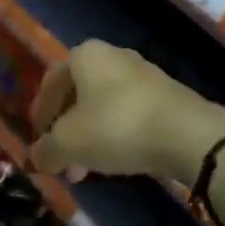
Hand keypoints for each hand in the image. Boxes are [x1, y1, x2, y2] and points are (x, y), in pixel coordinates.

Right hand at [29, 41, 224, 182]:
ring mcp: (141, 74)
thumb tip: (37, 157)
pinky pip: (127, 113)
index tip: (38, 140)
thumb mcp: (70, 142)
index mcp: (84, 55)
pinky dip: (115, 134)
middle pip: (78, 94)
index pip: (51, 81)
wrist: (187, 133)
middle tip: (61, 160)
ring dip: (89, 136)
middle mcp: (112, 56)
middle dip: (66, 130)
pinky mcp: (165, 95)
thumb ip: (47, 149)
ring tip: (85, 170)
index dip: (40, 112)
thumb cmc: (117, 125)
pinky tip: (115, 161)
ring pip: (103, 106)